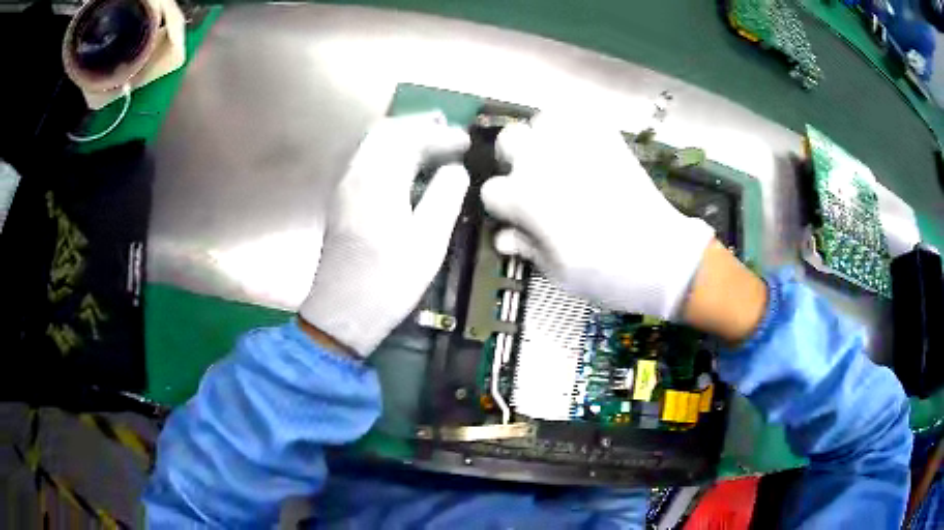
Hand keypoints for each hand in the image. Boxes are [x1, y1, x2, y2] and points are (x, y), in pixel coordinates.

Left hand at [299, 113, 470, 356]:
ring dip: (403, 136)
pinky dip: (390, 152)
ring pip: (373, 144)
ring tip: (432, 144)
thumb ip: (445, 197)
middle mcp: (356, 175)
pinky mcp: (342, 200)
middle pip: (386, 131)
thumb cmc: (388, 281)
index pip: (410, 138)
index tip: (466, 141)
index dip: (441, 135)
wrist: (342, 312)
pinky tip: (407, 169)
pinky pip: (367, 160)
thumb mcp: (428, 242)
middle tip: (448, 132)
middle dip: (418, 125)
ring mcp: (345, 187)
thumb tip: (456, 170)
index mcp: (378, 181)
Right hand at [480, 113, 715, 319]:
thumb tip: (503, 236)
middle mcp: (544, 161)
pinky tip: (582, 146)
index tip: (517, 218)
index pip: (493, 190)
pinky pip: (581, 115)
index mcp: (525, 197)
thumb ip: (527, 247)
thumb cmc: (605, 274)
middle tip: (531, 178)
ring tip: (557, 157)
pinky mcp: (607, 138)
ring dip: (544, 137)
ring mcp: (577, 144)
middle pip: (510, 139)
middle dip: (513, 158)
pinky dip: (576, 125)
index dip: (503, 206)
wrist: (661, 257)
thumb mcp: (558, 272)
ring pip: (543, 119)